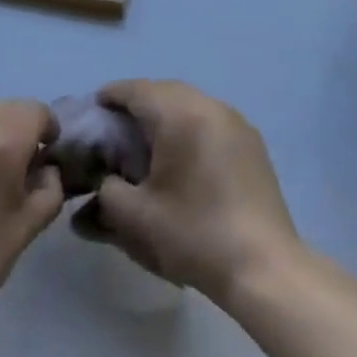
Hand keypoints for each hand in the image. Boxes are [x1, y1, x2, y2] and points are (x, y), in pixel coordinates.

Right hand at [77, 80, 300, 304]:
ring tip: (148, 140)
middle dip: (139, 102)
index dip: (112, 95)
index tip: (94, 107)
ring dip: (167, 113)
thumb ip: (108, 190)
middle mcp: (211, 107)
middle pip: (166, 91)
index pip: (138, 90)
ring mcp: (237, 123)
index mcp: (181, 115)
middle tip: (117, 125)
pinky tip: (182, 155)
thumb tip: (106, 180)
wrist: (262, 266)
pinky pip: (211, 120)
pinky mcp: (252, 143)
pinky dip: (190, 126)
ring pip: (192, 103)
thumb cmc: (194, 234)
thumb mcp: (135, 216)